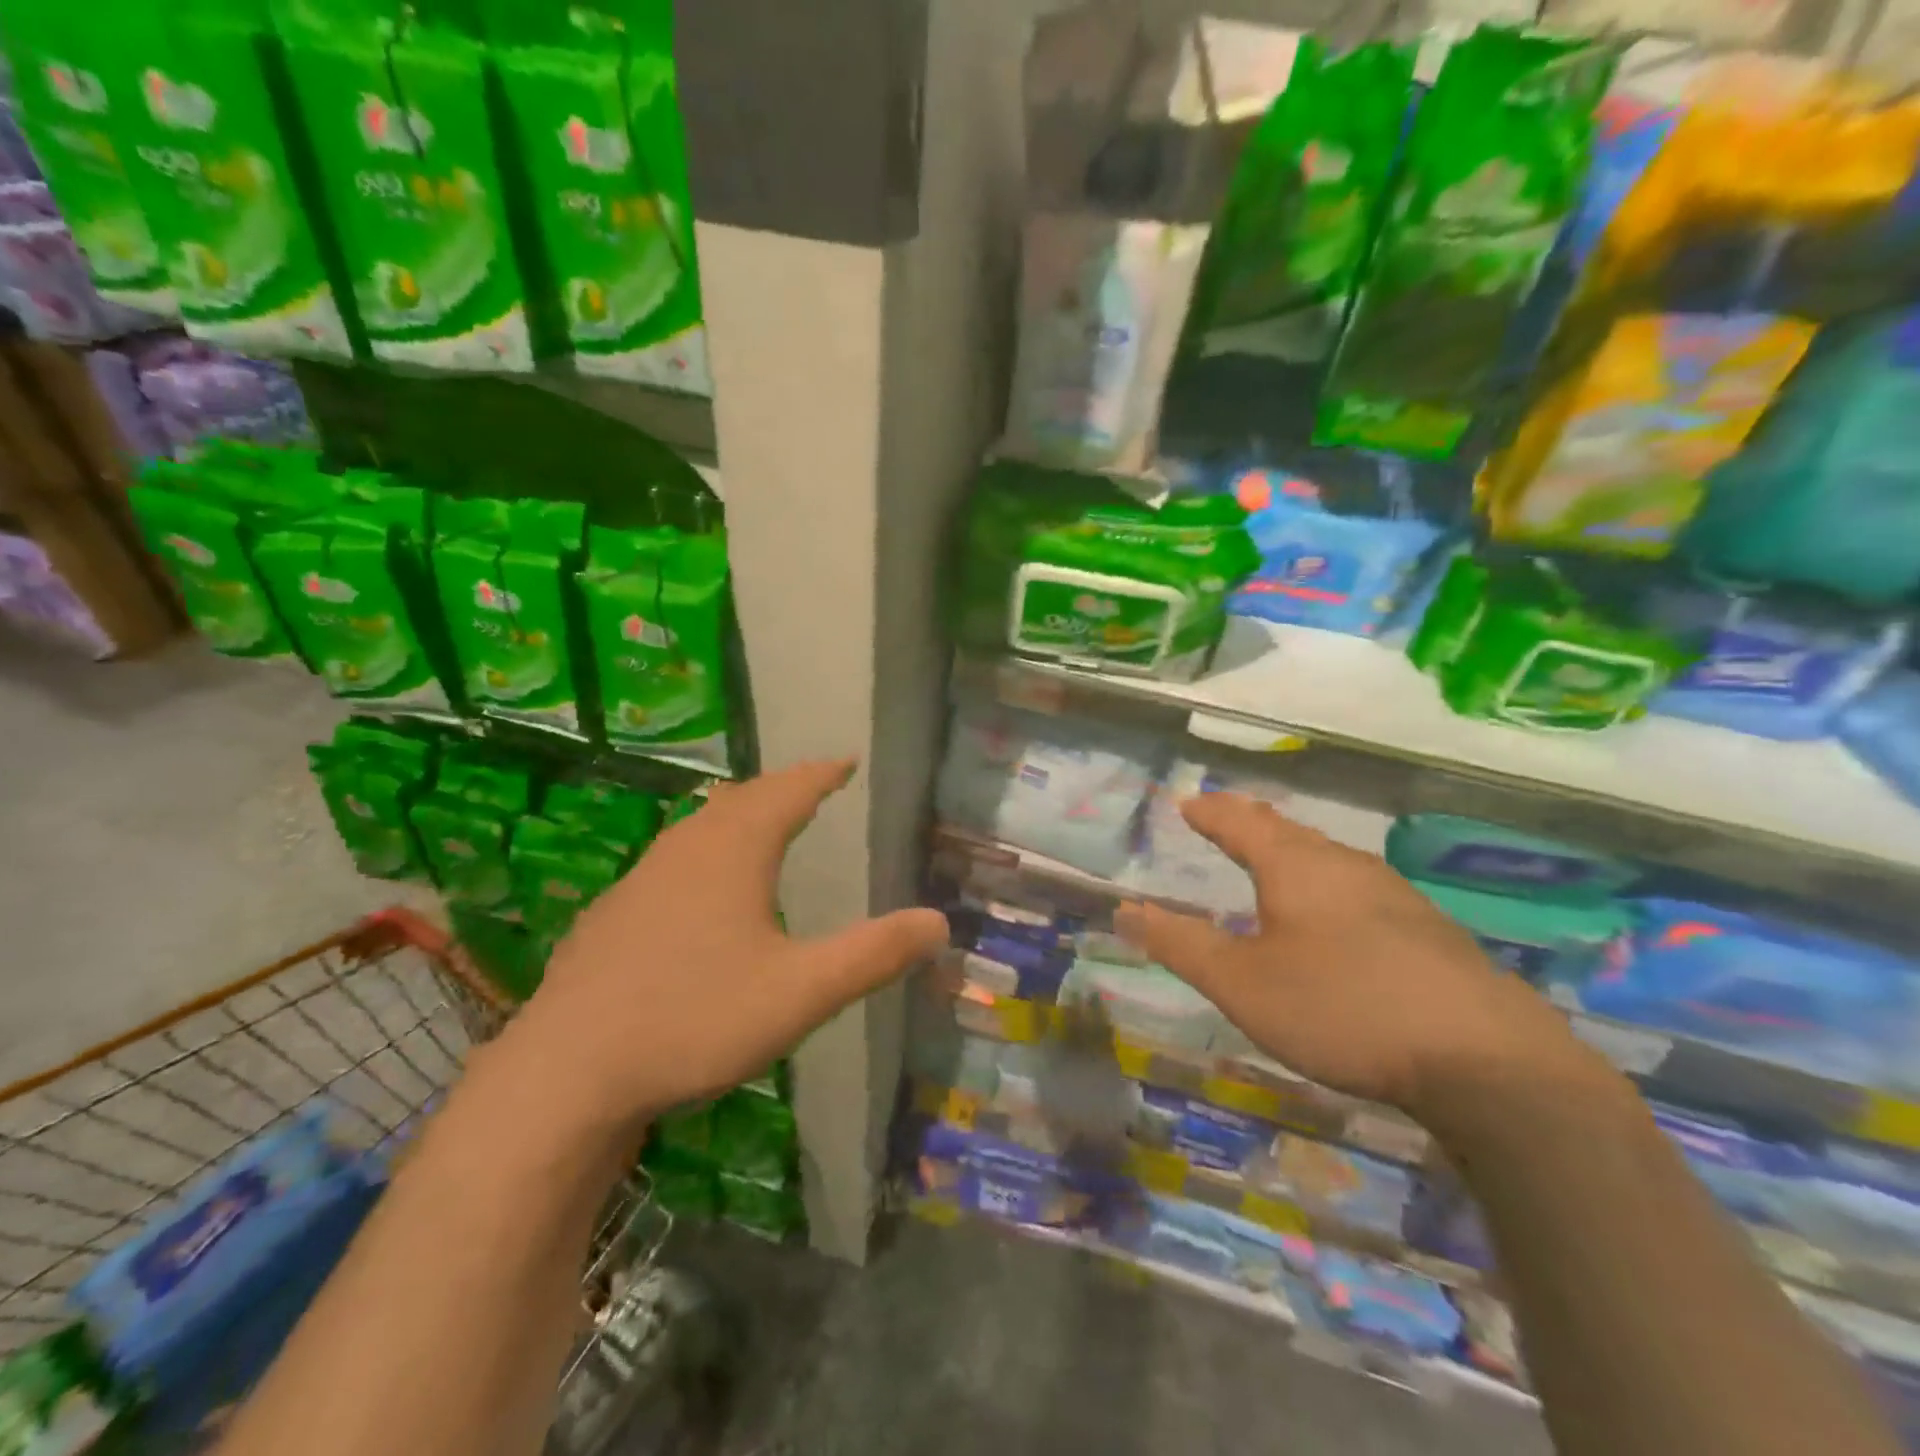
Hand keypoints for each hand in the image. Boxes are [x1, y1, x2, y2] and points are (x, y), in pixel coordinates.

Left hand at [485, 760, 949, 1138]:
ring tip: (761, 823)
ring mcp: (641, 880)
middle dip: (781, 789)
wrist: (566, 1074)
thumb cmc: (695, 1019)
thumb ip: (874, 955)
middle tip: (810, 788)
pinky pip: (672, 861)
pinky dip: (704, 852)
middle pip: (741, 800)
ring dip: (738, 815)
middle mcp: (686, 850)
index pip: (788, 792)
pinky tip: (699, 890)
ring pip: (699, 827)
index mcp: (733, 852)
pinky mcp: (612, 915)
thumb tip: (939, 922)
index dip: (821, 774)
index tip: (846, 761)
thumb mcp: (802, 992)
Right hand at [1115, 794, 1585, 1117]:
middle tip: (1226, 822)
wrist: (1486, 1061)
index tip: (1188, 802)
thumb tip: (1125, 910)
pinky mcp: (1429, 931)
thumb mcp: (1242, 983)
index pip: (1240, 821)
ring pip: (1329, 859)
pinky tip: (1337, 920)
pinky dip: (1328, 888)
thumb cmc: (1341, 1007)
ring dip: (1293, 854)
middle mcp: (1345, 866)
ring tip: (1274, 863)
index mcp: (1295, 866)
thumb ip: (1181, 945)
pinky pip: (1359, 890)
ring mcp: (1395, 896)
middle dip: (1252, 825)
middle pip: (1288, 832)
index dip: (1210, 812)